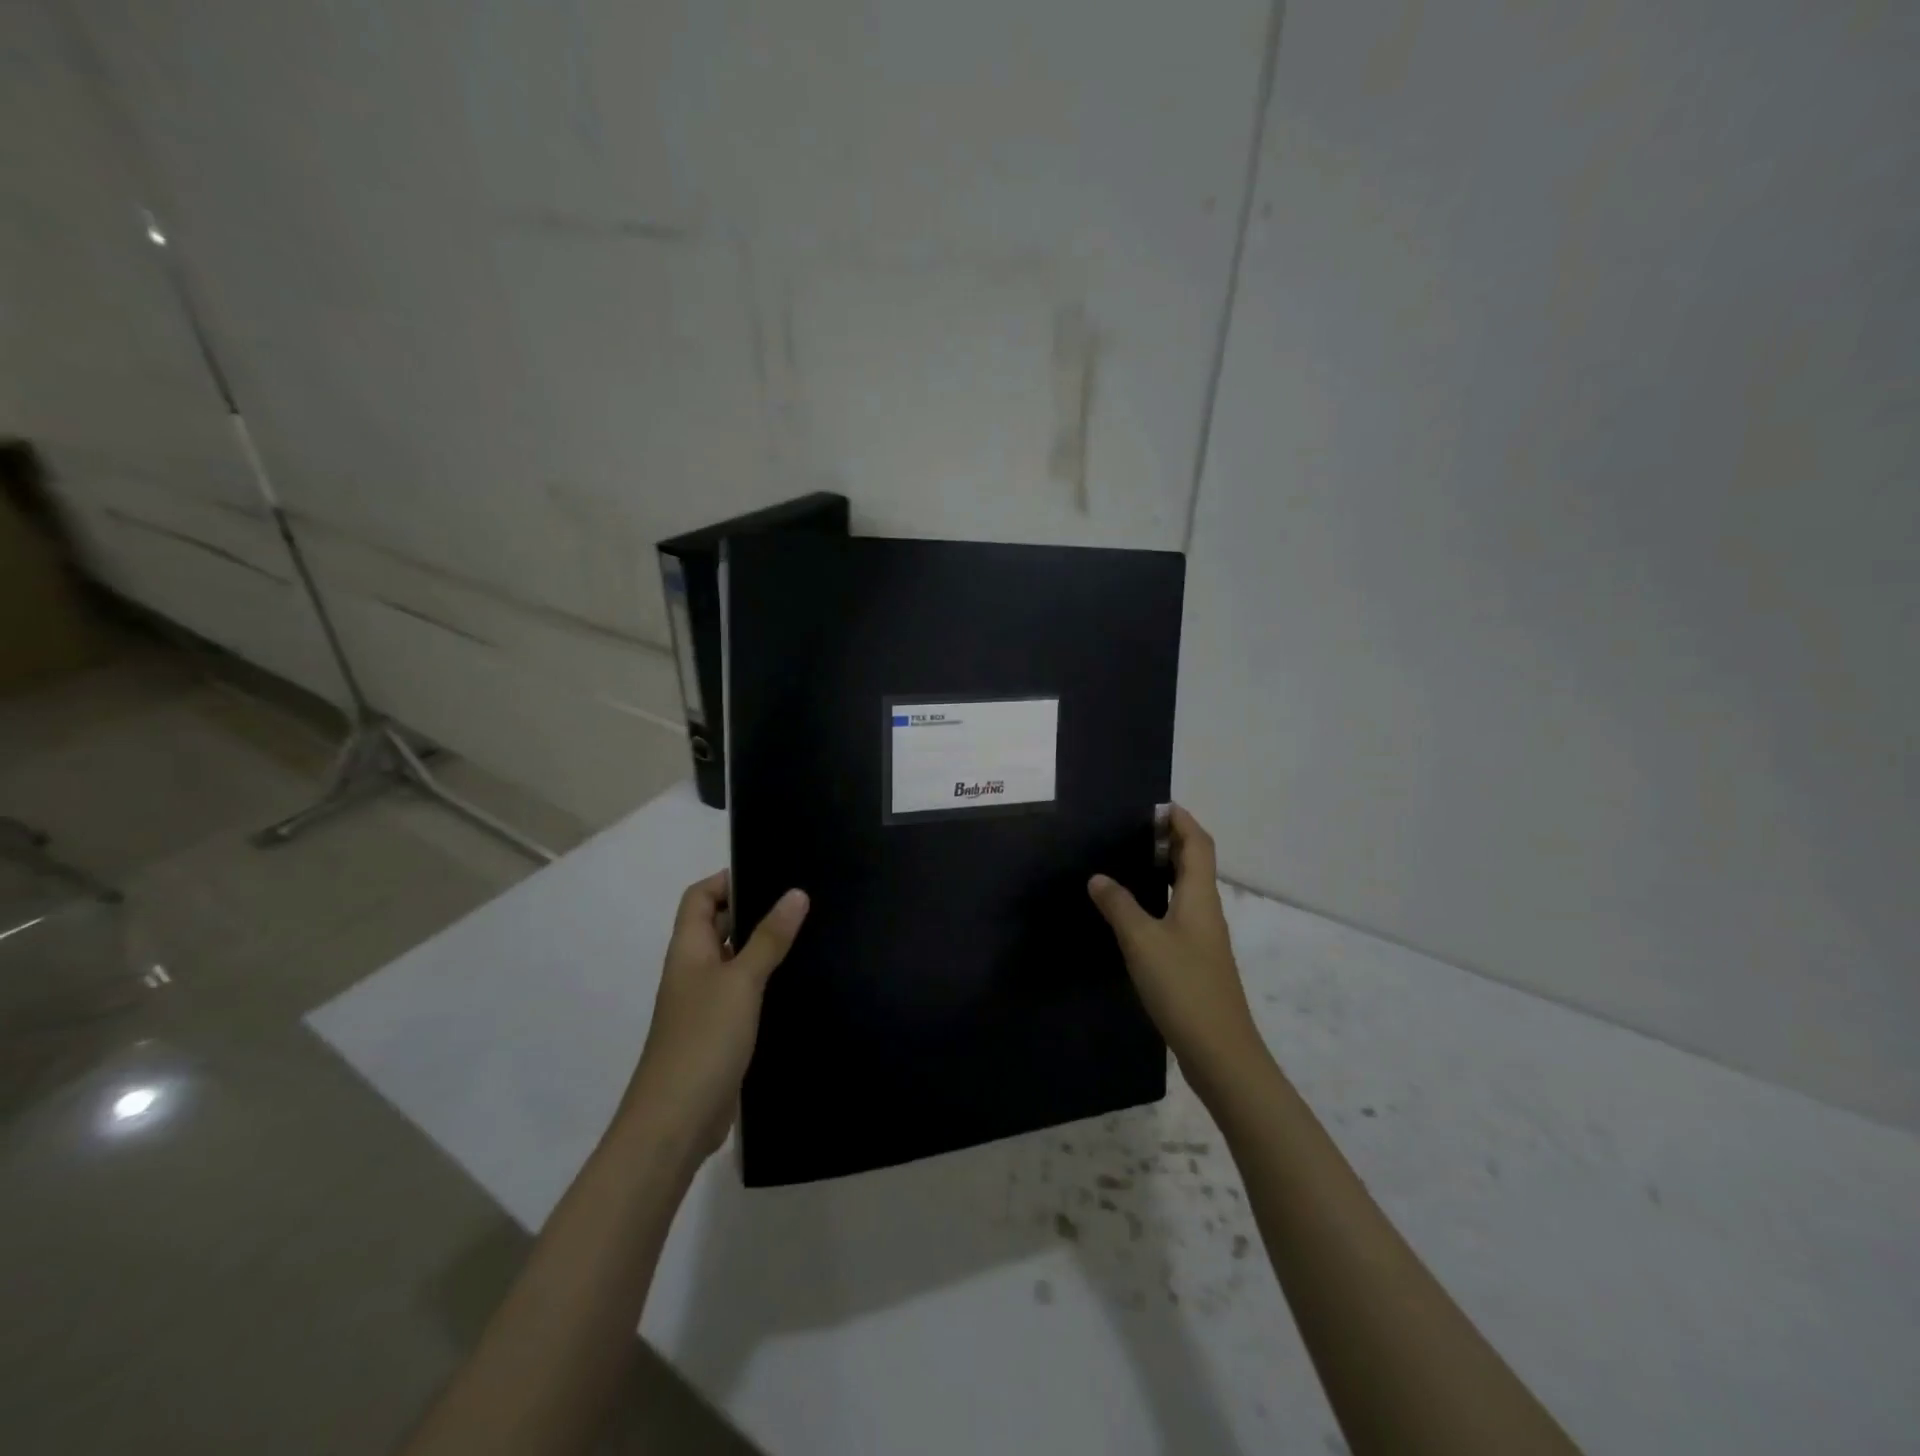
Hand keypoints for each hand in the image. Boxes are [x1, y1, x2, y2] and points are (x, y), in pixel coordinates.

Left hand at [621, 872, 808, 1163]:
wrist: (675, 1122)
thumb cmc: (703, 1040)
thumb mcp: (741, 981)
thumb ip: (769, 938)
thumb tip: (796, 893)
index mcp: (687, 950)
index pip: (698, 897)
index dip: (726, 880)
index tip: (770, 873)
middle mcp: (692, 971)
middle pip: (716, 926)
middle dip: (752, 910)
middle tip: (800, 900)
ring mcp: (704, 1004)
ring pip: (733, 961)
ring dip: (762, 947)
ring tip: (808, 934)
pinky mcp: (719, 1033)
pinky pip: (742, 994)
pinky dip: (765, 982)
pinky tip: (797, 983)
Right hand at [1088, 807, 1265, 1096]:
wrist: (1220, 1051)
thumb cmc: (1183, 987)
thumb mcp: (1142, 941)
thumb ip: (1119, 905)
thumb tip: (1099, 877)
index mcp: (1200, 896)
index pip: (1198, 843)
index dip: (1181, 820)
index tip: (1155, 805)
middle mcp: (1207, 910)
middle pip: (1195, 862)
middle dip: (1171, 840)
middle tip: (1133, 830)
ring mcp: (1204, 937)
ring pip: (1187, 889)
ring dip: (1165, 869)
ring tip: (1129, 861)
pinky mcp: (1197, 960)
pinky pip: (1179, 913)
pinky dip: (1161, 898)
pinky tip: (1136, 911)